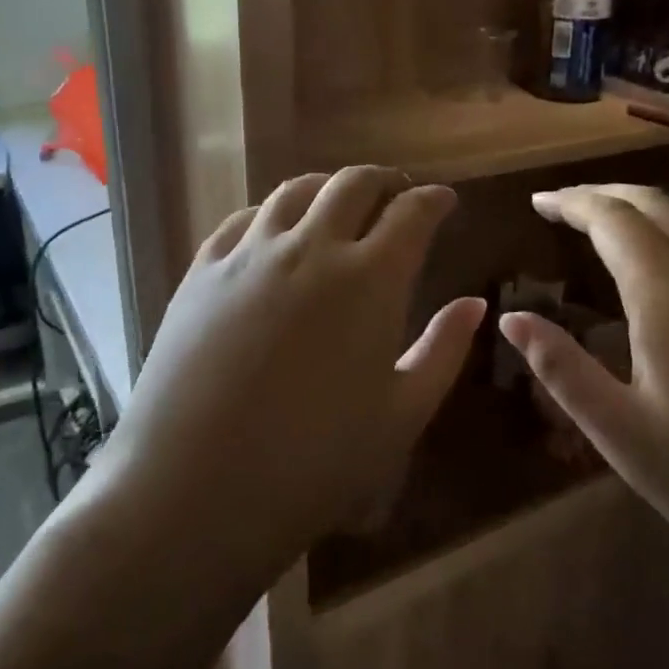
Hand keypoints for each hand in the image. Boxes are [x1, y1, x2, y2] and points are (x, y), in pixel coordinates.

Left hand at [109, 167, 485, 563]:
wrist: (194, 488)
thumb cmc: (315, 462)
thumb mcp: (402, 415)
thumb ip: (444, 351)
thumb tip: (474, 304)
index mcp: (370, 278)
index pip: (412, 212)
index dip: (434, 199)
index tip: (444, 200)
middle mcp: (311, 247)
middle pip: (353, 184)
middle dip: (384, 180)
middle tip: (396, 195)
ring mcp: (249, 254)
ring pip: (295, 191)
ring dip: (327, 188)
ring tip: (338, 204)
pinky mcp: (202, 271)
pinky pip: (243, 219)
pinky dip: (272, 213)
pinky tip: (273, 232)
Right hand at [499, 184, 668, 622]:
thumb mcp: (621, 431)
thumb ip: (561, 367)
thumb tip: (511, 317)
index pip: (613, 218)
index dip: (572, 202)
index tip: (538, 201)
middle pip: (657, 205)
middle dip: (605, 194)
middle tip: (564, 206)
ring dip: (642, 214)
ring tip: (604, 234)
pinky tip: (663, 279)